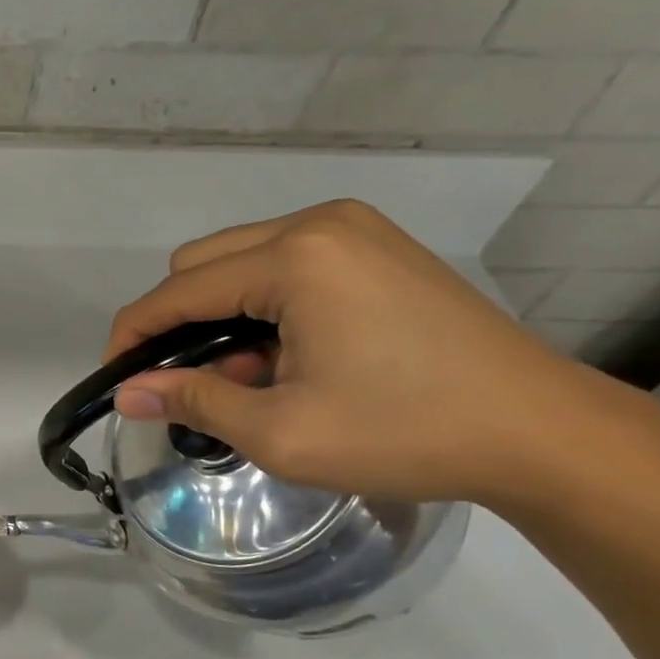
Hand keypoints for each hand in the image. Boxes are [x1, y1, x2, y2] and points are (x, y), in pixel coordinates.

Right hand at [106, 200, 595, 504]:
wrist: (542, 434)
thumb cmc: (405, 433)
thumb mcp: (280, 432)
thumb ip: (192, 401)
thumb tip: (126, 394)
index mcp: (295, 258)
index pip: (177, 290)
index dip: (133, 335)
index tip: (116, 380)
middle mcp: (319, 225)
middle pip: (201, 263)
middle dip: (178, 324)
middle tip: (195, 385)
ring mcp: (354, 230)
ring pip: (240, 261)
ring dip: (220, 316)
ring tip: (250, 377)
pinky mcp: (377, 248)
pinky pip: (284, 265)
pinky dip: (262, 307)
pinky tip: (287, 355)